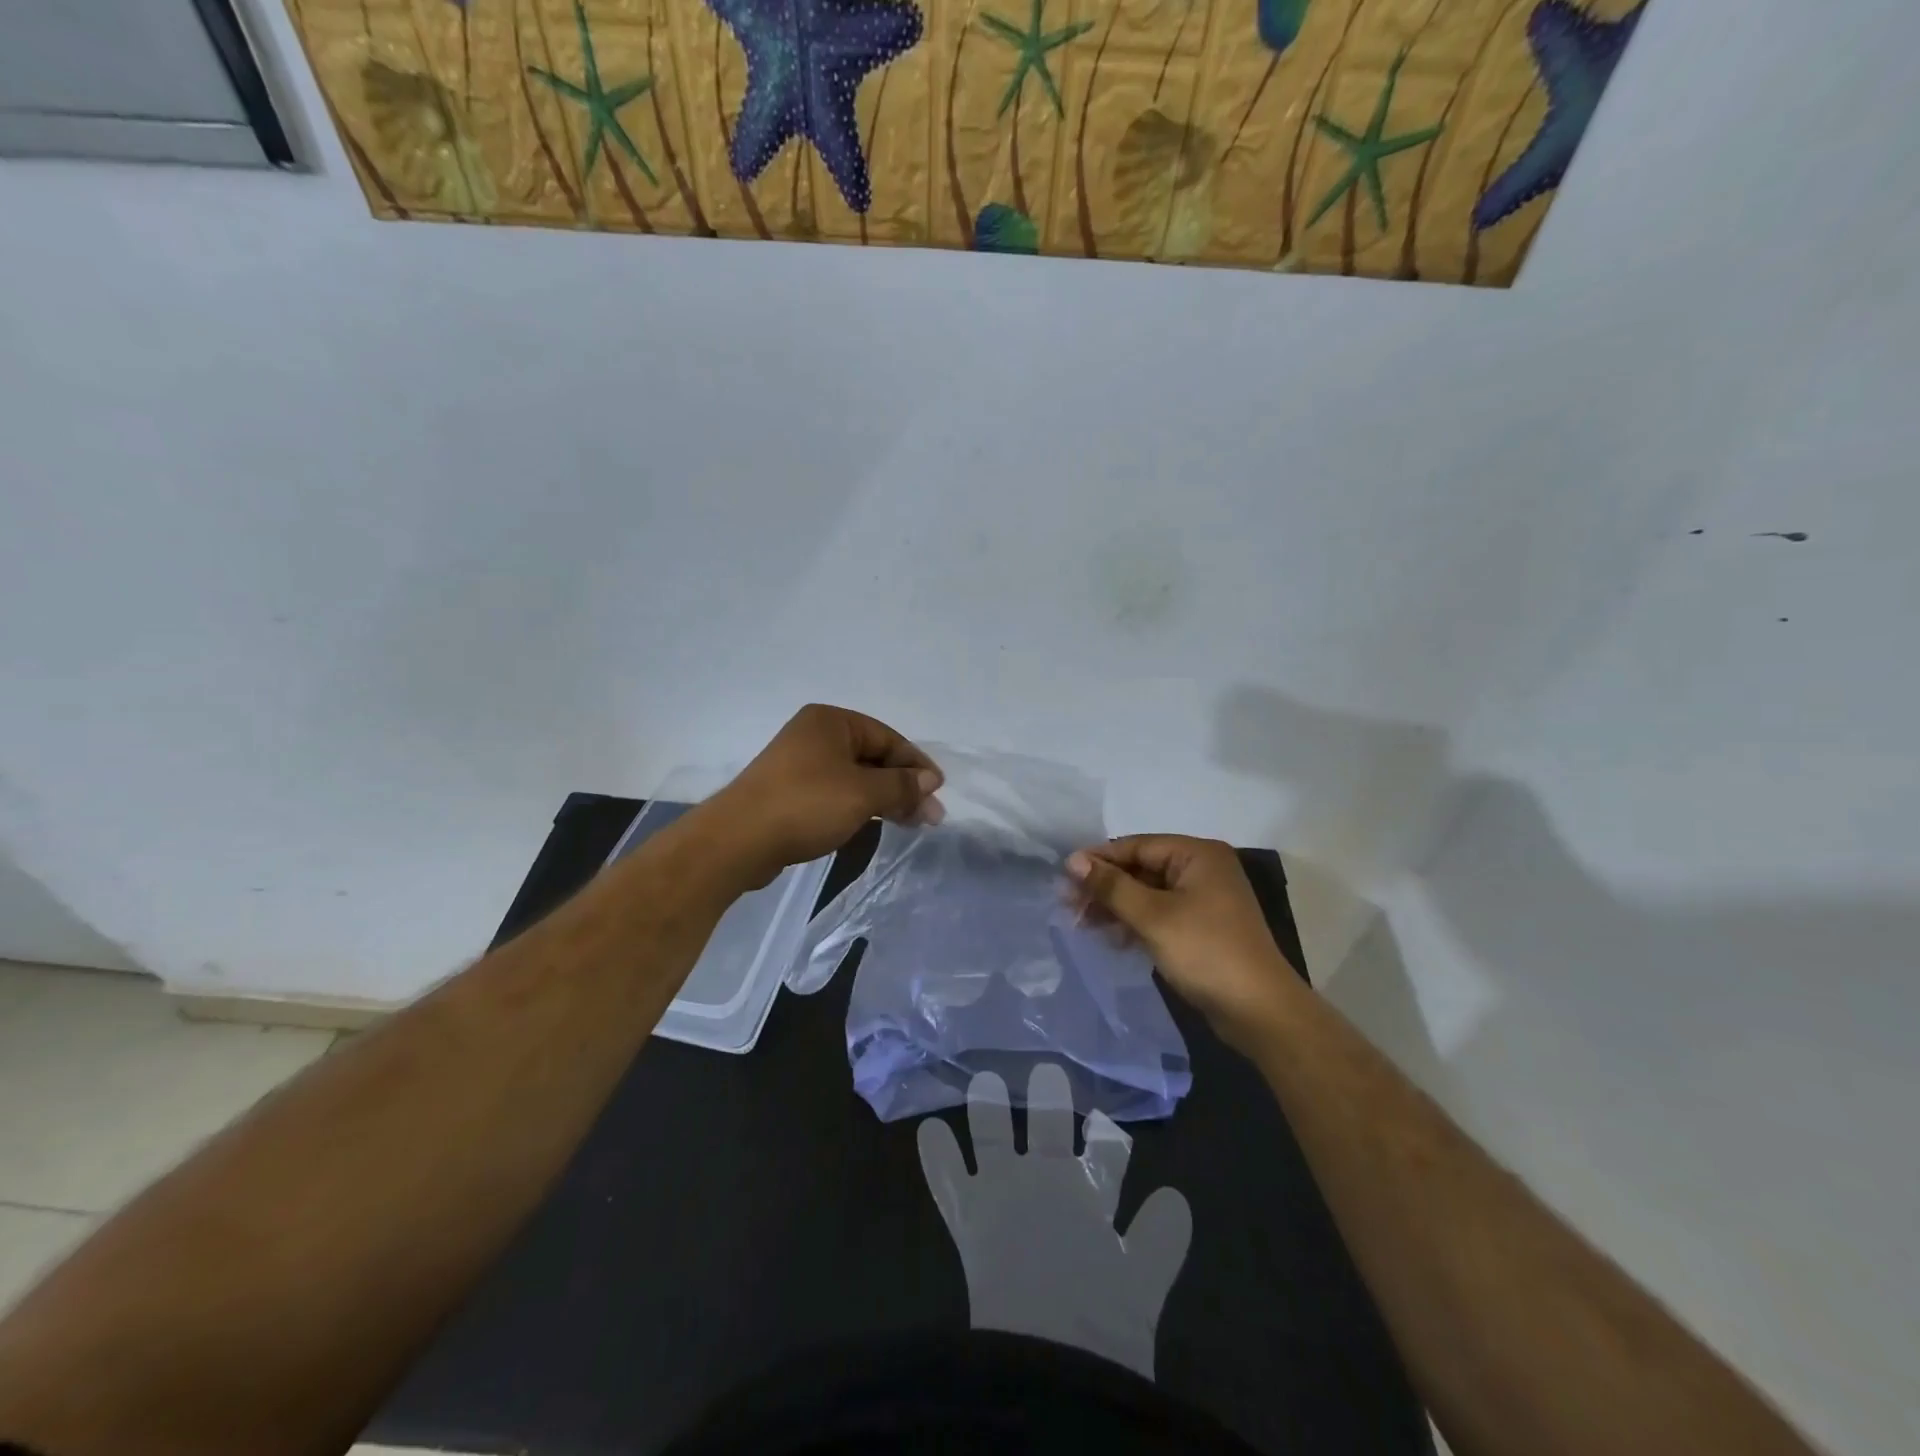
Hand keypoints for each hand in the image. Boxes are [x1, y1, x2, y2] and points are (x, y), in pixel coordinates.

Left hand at [704, 705, 943, 885]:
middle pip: (872, 757)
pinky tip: (875, 823)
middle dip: (903, 786)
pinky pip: (836, 793)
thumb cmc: (806, 805)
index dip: (916, 765)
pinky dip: (859, 805)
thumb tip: (930, 781)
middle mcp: (815, 735)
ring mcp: (799, 764)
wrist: (738, 840)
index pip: (887, 738)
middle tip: (930, 816)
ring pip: (855, 777)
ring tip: (910, 823)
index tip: (937, 791)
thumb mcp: (863, 793)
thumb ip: (901, 785)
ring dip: (884, 798)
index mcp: (831, 722)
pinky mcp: (790, 792)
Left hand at [917, 1064, 1190, 1378]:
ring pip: (995, 1136)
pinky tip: (927, 1131)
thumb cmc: (1099, 1324)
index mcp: (1090, 1200)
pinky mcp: (968, 1212)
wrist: (1046, 1353)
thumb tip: (1176, 1198)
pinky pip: (947, 1177)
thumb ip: (1160, 1241)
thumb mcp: (1140, 1287)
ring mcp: (1003, 1191)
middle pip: (1052, 1129)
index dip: (1109, 1145)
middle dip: (1050, 1102)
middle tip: (1048, 1074)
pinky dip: (937, 1155)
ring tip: (984, 1082)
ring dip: (990, 1109)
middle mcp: (1048, 1181)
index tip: (1110, 1127)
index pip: (1106, 1161)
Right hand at [1066, 835, 1302, 1053]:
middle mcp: (1202, 870)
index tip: (1064, 876)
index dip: (1099, 859)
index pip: (1137, 846)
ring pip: (1148, 894)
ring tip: (1082, 924)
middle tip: (1068, 905)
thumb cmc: (1206, 952)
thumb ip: (1112, 886)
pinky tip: (1112, 939)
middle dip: (1105, 887)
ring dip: (1116, 907)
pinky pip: (1159, 915)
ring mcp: (1204, 900)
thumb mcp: (1153, 916)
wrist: (1259, 1011)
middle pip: (1141, 869)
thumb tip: (1073, 860)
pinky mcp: (1202, 928)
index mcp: (1197, 855)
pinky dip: (1135, 923)